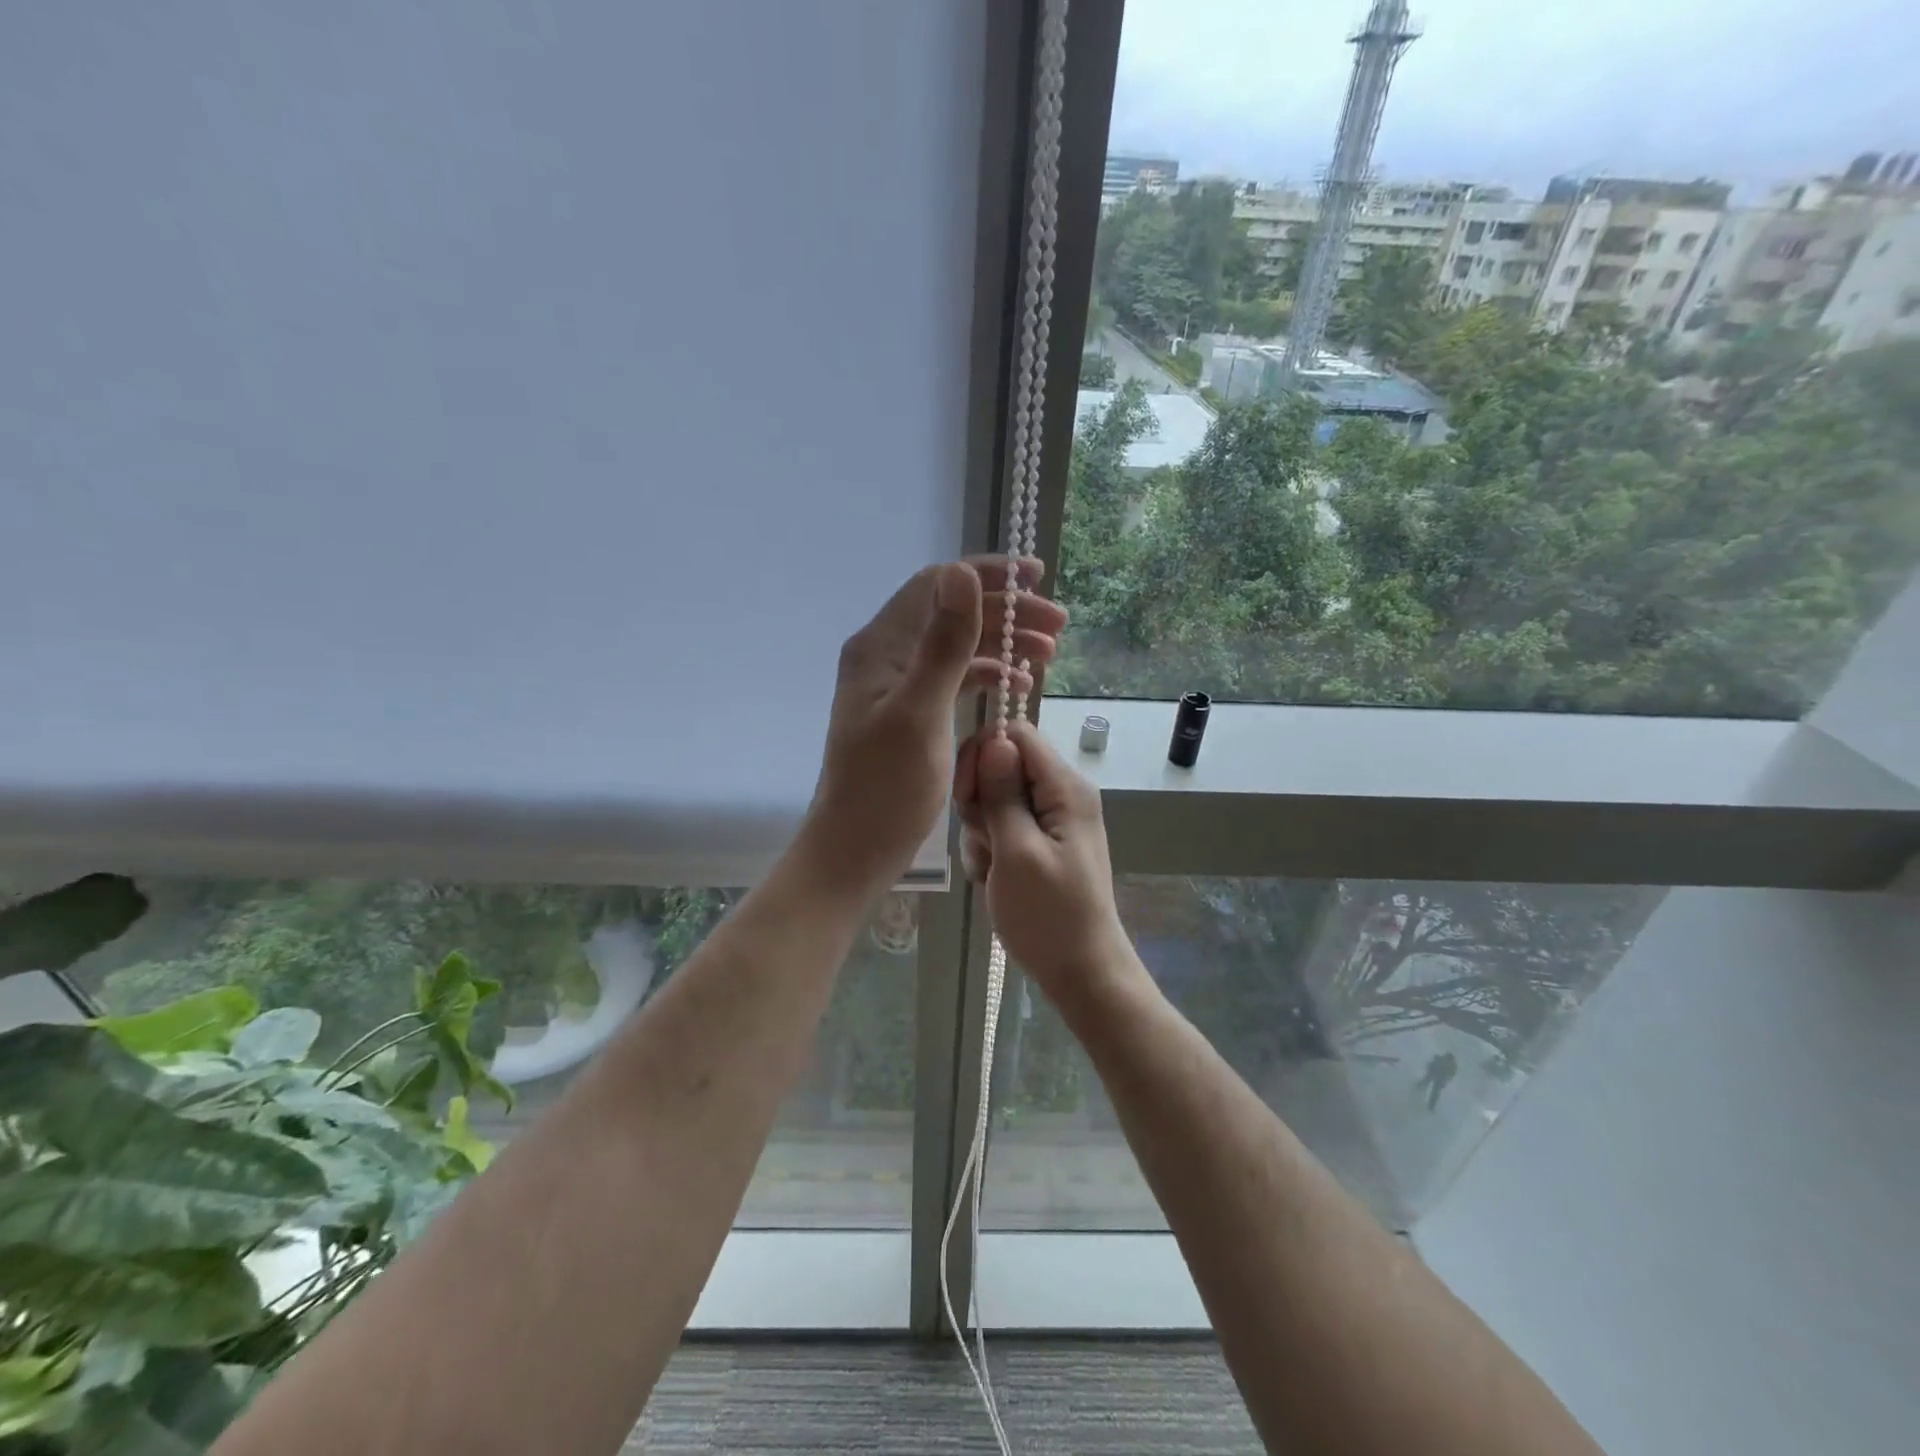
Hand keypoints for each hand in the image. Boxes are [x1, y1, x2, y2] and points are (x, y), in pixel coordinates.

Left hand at [803, 557, 1066, 897]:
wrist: (857, 847)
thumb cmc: (886, 786)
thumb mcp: (920, 712)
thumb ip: (943, 644)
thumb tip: (962, 572)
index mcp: (881, 646)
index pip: (937, 585)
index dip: (986, 574)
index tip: (1037, 578)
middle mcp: (888, 656)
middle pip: (953, 614)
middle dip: (1006, 612)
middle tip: (1058, 626)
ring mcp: (900, 685)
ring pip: (959, 647)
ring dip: (1003, 643)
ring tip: (1049, 653)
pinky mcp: (913, 713)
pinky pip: (956, 679)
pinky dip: (989, 675)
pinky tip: (1018, 685)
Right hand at [954, 719, 1135, 1004]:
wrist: (1080, 972)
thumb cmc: (1048, 915)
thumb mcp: (1017, 852)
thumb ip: (1003, 794)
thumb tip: (994, 740)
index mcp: (1065, 788)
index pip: (1017, 735)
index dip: (984, 755)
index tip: (967, 796)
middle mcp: (1062, 795)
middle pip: (1003, 766)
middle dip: (981, 800)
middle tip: (982, 839)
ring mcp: (1052, 821)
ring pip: (997, 800)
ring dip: (982, 831)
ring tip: (991, 868)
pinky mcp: (1041, 843)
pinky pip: (1004, 827)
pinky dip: (991, 849)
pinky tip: (994, 878)